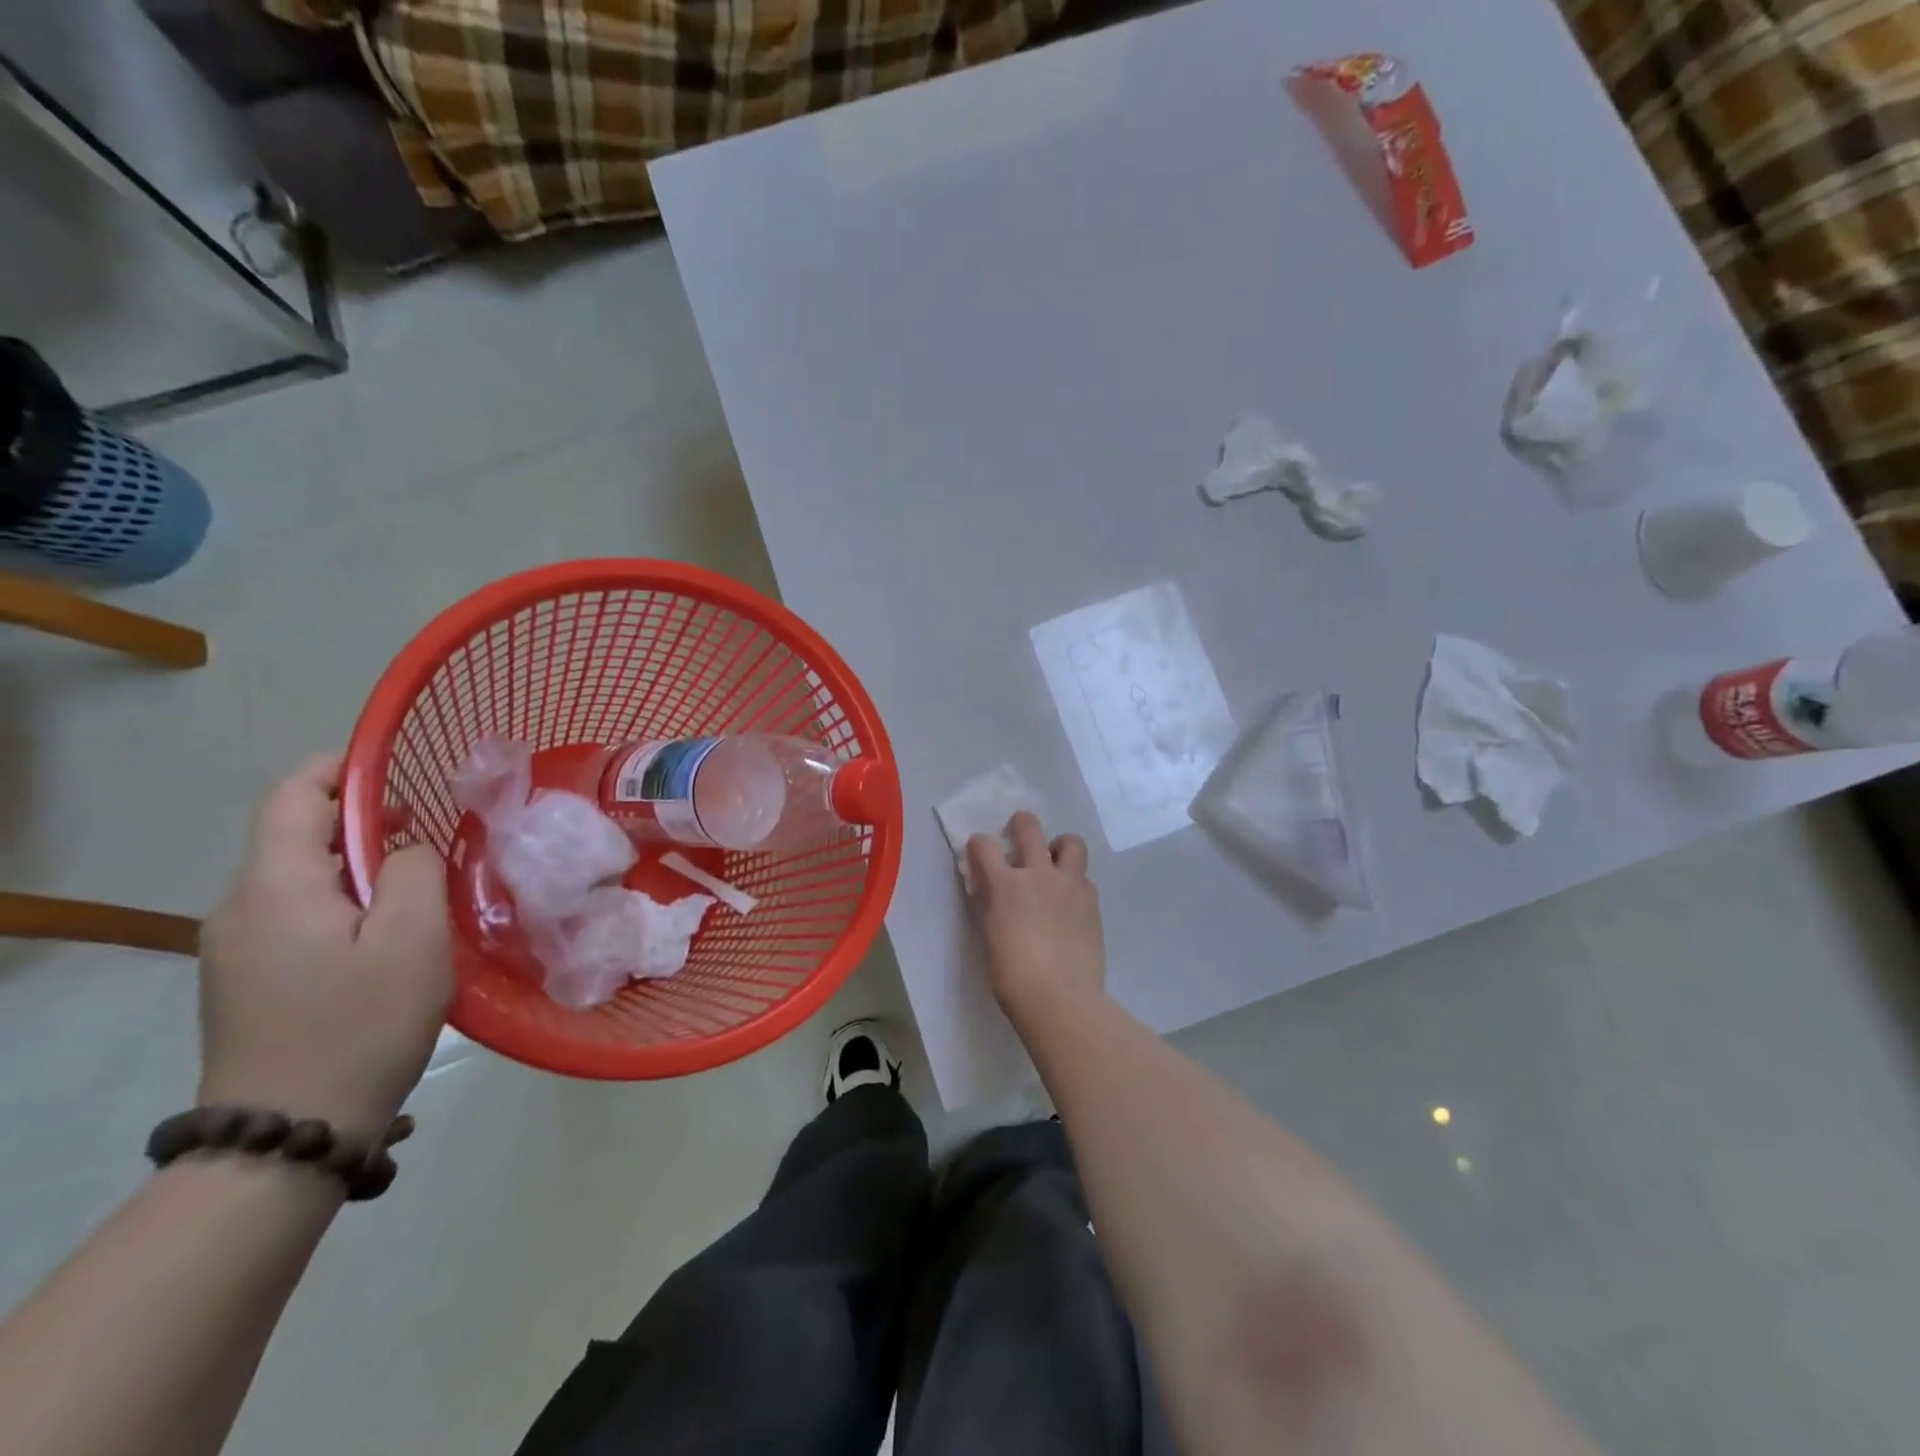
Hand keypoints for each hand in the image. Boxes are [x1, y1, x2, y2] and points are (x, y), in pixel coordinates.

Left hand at [197, 755, 452, 1139]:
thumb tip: (402, 848)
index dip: (342, 768)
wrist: (290, 1131)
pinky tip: (383, 938)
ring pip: (297, 878)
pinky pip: (293, 915)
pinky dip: (340, 903)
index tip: (401, 768)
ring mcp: (235, 948)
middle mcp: (238, 907)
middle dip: (361, 821)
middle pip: (293, 835)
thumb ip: (412, 870)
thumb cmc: (362, 1023)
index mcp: (274, 886)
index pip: (294, 795)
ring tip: (417, 890)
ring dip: (355, 867)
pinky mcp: (245, 981)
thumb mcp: (412, 937)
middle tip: (429, 836)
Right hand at [965, 812, 1104, 1027]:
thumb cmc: (1012, 976)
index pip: (984, 846)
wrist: (1060, 998)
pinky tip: (1069, 901)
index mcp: (1005, 885)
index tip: (979, 851)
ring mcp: (1070, 885)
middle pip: (1029, 828)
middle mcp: (1038, 874)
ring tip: (1054, 862)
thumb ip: (989, 904)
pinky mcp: (1092, 902)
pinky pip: (1084, 878)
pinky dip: (1075, 881)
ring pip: (1070, 842)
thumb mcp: (989, 936)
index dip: (979, 845)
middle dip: (1020, 824)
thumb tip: (987, 887)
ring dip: (1059, 846)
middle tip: (1019, 831)